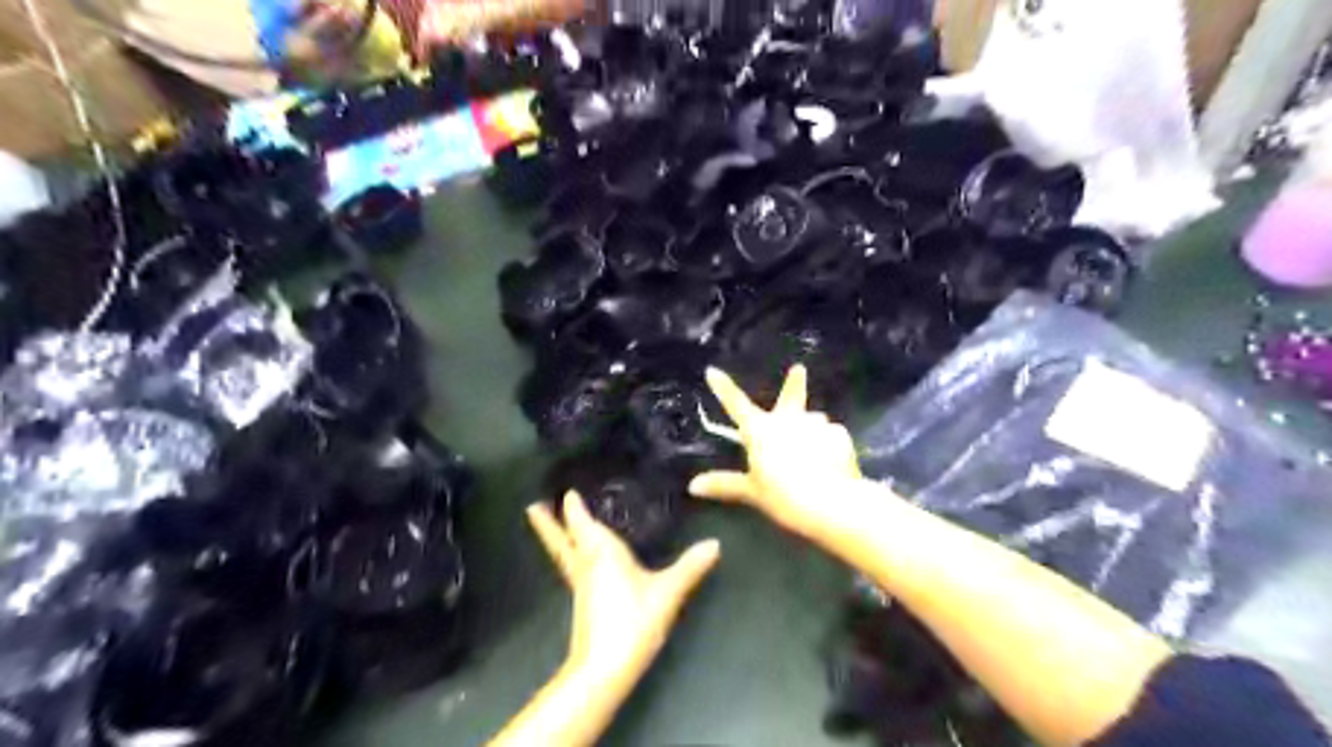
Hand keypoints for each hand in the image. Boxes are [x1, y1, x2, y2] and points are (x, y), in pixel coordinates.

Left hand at [527, 494, 723, 679]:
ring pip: (564, 554)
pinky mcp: (583, 604)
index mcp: (601, 552)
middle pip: (562, 539)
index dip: (574, 507)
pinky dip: (571, 556)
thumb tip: (715, 543)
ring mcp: (581, 586)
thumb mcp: (667, 592)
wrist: (604, 669)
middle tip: (532, 506)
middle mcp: (586, 565)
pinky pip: (573, 568)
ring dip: (556, 538)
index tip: (567, 490)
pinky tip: (580, 561)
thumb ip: (690, 567)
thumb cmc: (632, 621)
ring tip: (546, 524)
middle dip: (549, 522)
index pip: (583, 523)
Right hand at [686, 364, 865, 529]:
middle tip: (799, 369)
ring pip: (812, 421)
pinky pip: (831, 437)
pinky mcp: (840, 435)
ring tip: (814, 452)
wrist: (831, 502)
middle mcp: (788, 420)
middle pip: (791, 397)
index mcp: (761, 430)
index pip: (736, 405)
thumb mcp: (752, 492)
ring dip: (810, 428)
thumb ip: (725, 485)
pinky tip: (832, 464)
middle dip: (794, 383)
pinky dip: (829, 446)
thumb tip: (693, 486)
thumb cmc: (784, 496)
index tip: (712, 370)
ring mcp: (817, 424)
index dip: (723, 388)